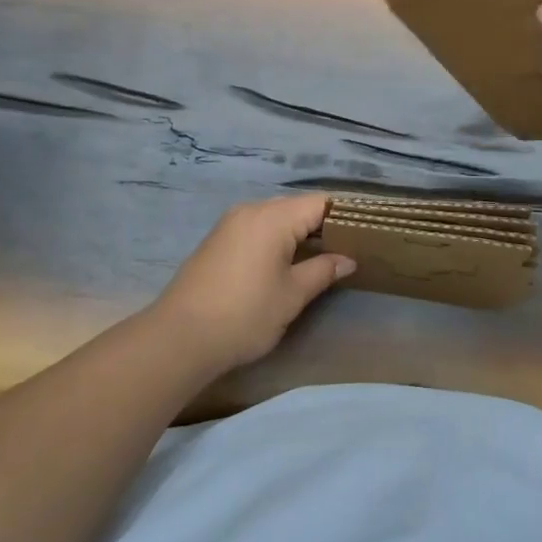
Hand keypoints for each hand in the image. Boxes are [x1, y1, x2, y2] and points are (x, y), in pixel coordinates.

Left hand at [150, 195, 354, 374]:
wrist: (178, 338)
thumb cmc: (244, 314)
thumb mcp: (291, 295)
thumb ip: (323, 271)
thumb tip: (347, 259)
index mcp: (273, 217)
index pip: (319, 203)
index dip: (344, 215)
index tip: (364, 233)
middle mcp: (251, 210)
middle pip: (296, 207)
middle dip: (321, 225)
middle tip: (346, 249)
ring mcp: (230, 223)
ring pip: (275, 218)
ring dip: (297, 233)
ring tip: (319, 258)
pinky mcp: (217, 240)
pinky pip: (256, 228)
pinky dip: (275, 239)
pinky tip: (284, 263)